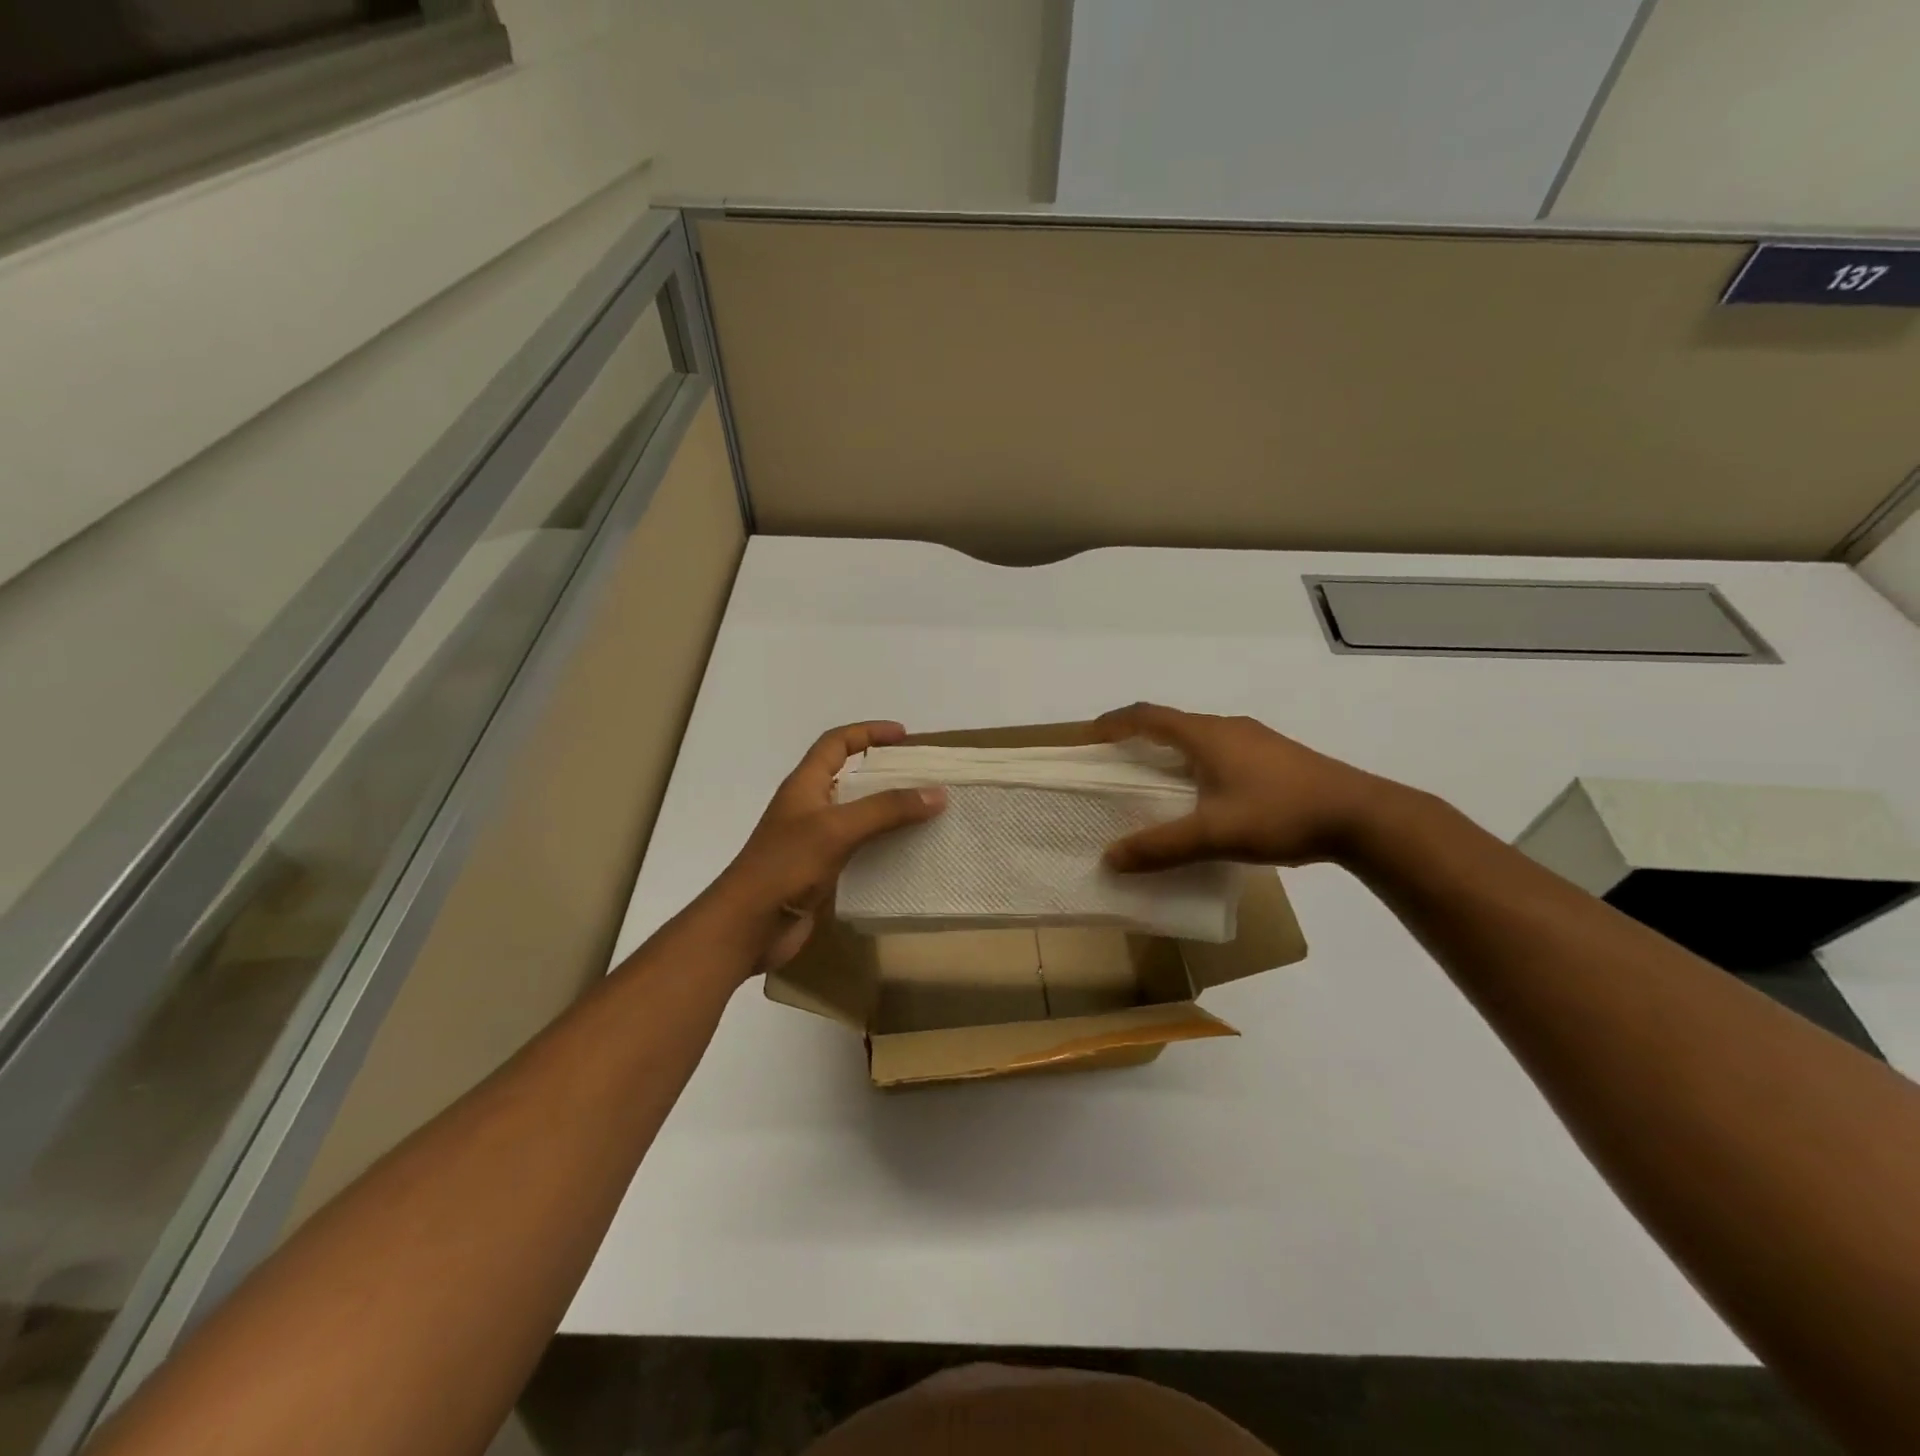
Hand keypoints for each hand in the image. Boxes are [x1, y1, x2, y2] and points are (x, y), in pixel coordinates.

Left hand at [697, 721, 945, 975]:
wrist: (747, 926)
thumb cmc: (786, 866)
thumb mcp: (837, 829)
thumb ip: (886, 809)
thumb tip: (937, 793)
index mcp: (805, 785)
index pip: (836, 743)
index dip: (868, 733)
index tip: (904, 736)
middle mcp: (809, 808)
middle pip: (850, 778)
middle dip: (885, 774)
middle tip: (923, 778)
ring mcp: (814, 841)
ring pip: (857, 816)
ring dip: (888, 812)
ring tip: (925, 814)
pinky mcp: (821, 872)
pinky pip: (859, 849)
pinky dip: (883, 846)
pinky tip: (908, 855)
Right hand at [1097, 703, 1394, 871]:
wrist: (1362, 816)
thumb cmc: (1280, 814)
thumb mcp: (1213, 834)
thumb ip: (1160, 846)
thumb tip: (1111, 858)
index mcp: (1207, 735)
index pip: (1147, 716)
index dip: (1114, 722)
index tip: (1090, 737)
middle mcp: (1228, 728)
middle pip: (1172, 723)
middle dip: (1139, 738)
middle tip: (1116, 763)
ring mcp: (1256, 740)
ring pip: (1200, 739)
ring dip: (1171, 752)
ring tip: (1155, 782)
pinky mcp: (1276, 758)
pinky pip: (1222, 752)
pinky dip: (1197, 765)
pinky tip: (1205, 797)